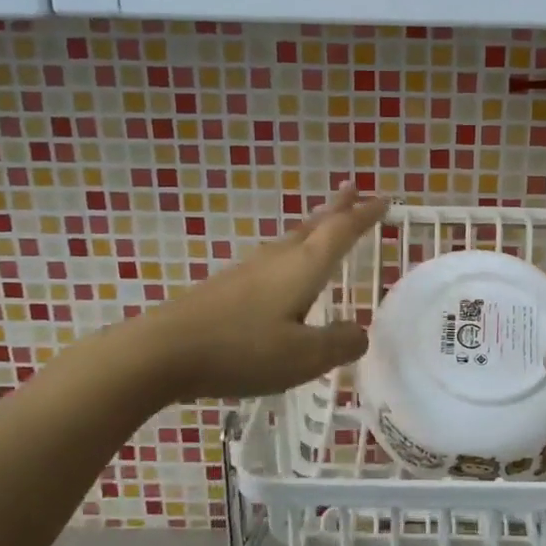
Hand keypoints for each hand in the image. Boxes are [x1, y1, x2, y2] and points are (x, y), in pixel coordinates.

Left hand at [133, 185, 388, 401]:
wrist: (162, 351)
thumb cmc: (241, 350)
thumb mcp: (303, 357)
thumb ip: (338, 343)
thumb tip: (359, 333)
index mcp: (302, 268)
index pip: (341, 232)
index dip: (364, 216)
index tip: (384, 199)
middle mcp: (276, 259)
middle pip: (313, 225)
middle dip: (337, 209)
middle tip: (354, 189)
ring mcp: (247, 271)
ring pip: (290, 240)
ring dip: (313, 227)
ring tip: (325, 223)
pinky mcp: (226, 288)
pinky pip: (272, 259)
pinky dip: (291, 252)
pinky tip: (283, 270)